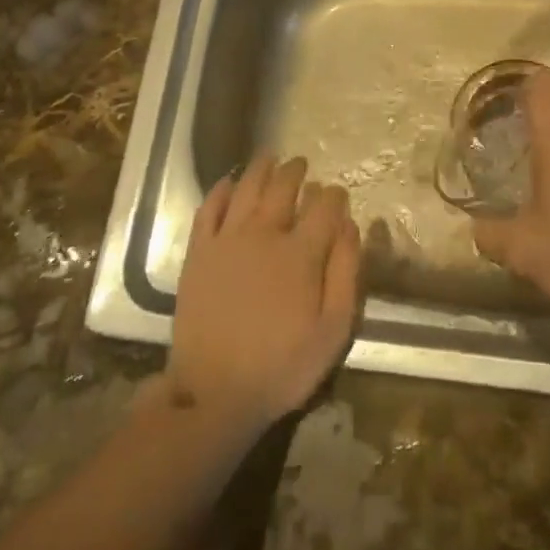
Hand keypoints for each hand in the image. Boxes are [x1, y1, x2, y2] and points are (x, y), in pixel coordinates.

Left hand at [167, 155, 361, 436]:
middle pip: (283, 188)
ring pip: (246, 188)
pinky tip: (228, 183)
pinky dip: (220, 191)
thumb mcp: (332, 331)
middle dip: (297, 172)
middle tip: (302, 164)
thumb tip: (351, 226)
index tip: (338, 193)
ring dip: (261, 169)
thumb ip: (346, 274)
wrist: (214, 392)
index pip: (323, 207)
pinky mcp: (198, 253)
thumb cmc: (282, 366)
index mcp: (301, 253)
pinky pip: (209, 209)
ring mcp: (227, 240)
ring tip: (270, 158)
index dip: (334, 195)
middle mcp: (264, 234)